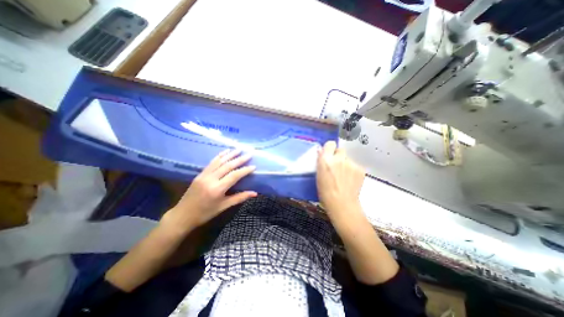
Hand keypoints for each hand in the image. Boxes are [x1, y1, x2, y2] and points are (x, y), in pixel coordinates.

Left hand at [163, 149, 257, 232]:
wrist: (182, 215)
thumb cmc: (205, 213)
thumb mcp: (223, 207)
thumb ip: (239, 198)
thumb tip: (254, 193)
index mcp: (217, 189)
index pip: (234, 176)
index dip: (245, 170)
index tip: (254, 166)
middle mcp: (211, 179)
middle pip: (228, 166)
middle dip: (240, 159)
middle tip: (249, 154)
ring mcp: (204, 175)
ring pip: (219, 161)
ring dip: (230, 154)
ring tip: (239, 149)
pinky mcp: (200, 174)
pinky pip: (211, 162)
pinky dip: (219, 156)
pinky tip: (225, 151)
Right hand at [316, 142, 365, 220]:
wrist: (342, 204)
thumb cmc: (325, 192)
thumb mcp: (318, 175)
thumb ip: (321, 161)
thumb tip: (321, 152)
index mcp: (325, 160)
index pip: (330, 144)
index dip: (330, 148)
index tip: (329, 154)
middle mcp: (339, 158)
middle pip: (340, 150)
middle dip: (338, 155)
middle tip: (337, 165)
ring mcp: (351, 163)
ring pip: (348, 159)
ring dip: (346, 164)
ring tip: (344, 176)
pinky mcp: (360, 169)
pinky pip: (355, 166)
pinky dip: (353, 171)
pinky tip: (350, 180)